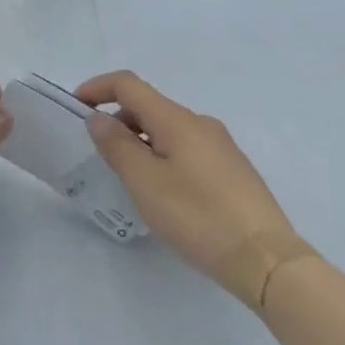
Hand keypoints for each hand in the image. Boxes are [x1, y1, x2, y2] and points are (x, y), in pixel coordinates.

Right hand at [76, 71, 301, 294]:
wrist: (268, 261)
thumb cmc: (199, 217)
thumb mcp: (146, 183)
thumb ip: (118, 146)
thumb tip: (99, 118)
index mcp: (176, 119)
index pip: (128, 84)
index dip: (98, 88)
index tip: (75, 106)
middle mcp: (200, 122)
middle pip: (149, 106)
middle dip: (119, 119)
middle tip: (99, 153)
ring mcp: (221, 146)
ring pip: (169, 130)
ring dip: (142, 141)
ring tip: (130, 178)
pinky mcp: (234, 171)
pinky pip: (188, 149)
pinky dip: (164, 156)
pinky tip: (166, 194)